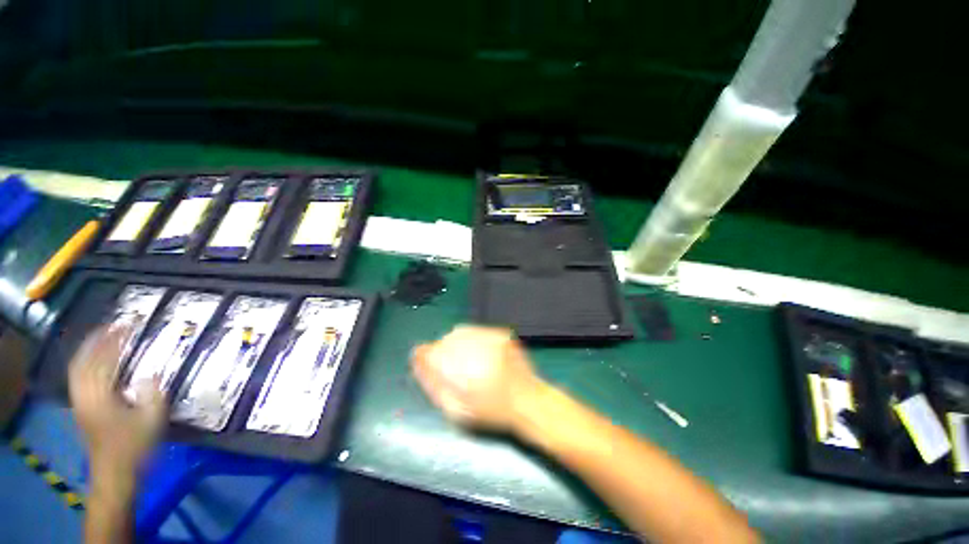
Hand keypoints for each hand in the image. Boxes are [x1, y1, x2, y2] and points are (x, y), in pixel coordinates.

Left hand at [68, 323, 166, 472]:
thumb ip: (151, 394)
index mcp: (100, 397)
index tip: (127, 325)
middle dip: (96, 341)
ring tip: (104, 338)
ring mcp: (79, 403)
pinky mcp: (81, 409)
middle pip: (83, 361)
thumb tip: (150, 373)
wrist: (115, 474)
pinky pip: (78, 378)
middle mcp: (84, 396)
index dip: (114, 341)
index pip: (103, 360)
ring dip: (89, 350)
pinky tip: (96, 362)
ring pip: (77, 369)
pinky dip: (85, 364)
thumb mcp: (151, 420)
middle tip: (114, 326)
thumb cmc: (135, 447)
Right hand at [410, 325, 544, 431]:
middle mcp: (474, 348)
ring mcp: (489, 337)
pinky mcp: (500, 333)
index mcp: (461, 370)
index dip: (424, 356)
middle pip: (445, 340)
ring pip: (460, 332)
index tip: (424, 360)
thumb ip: (434, 385)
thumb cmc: (492, 411)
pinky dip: (472, 340)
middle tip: (451, 366)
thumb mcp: (456, 409)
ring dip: (457, 344)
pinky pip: (477, 331)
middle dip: (442, 351)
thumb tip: (418, 363)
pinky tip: (480, 354)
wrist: (529, 400)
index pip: (430, 352)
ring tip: (467, 360)